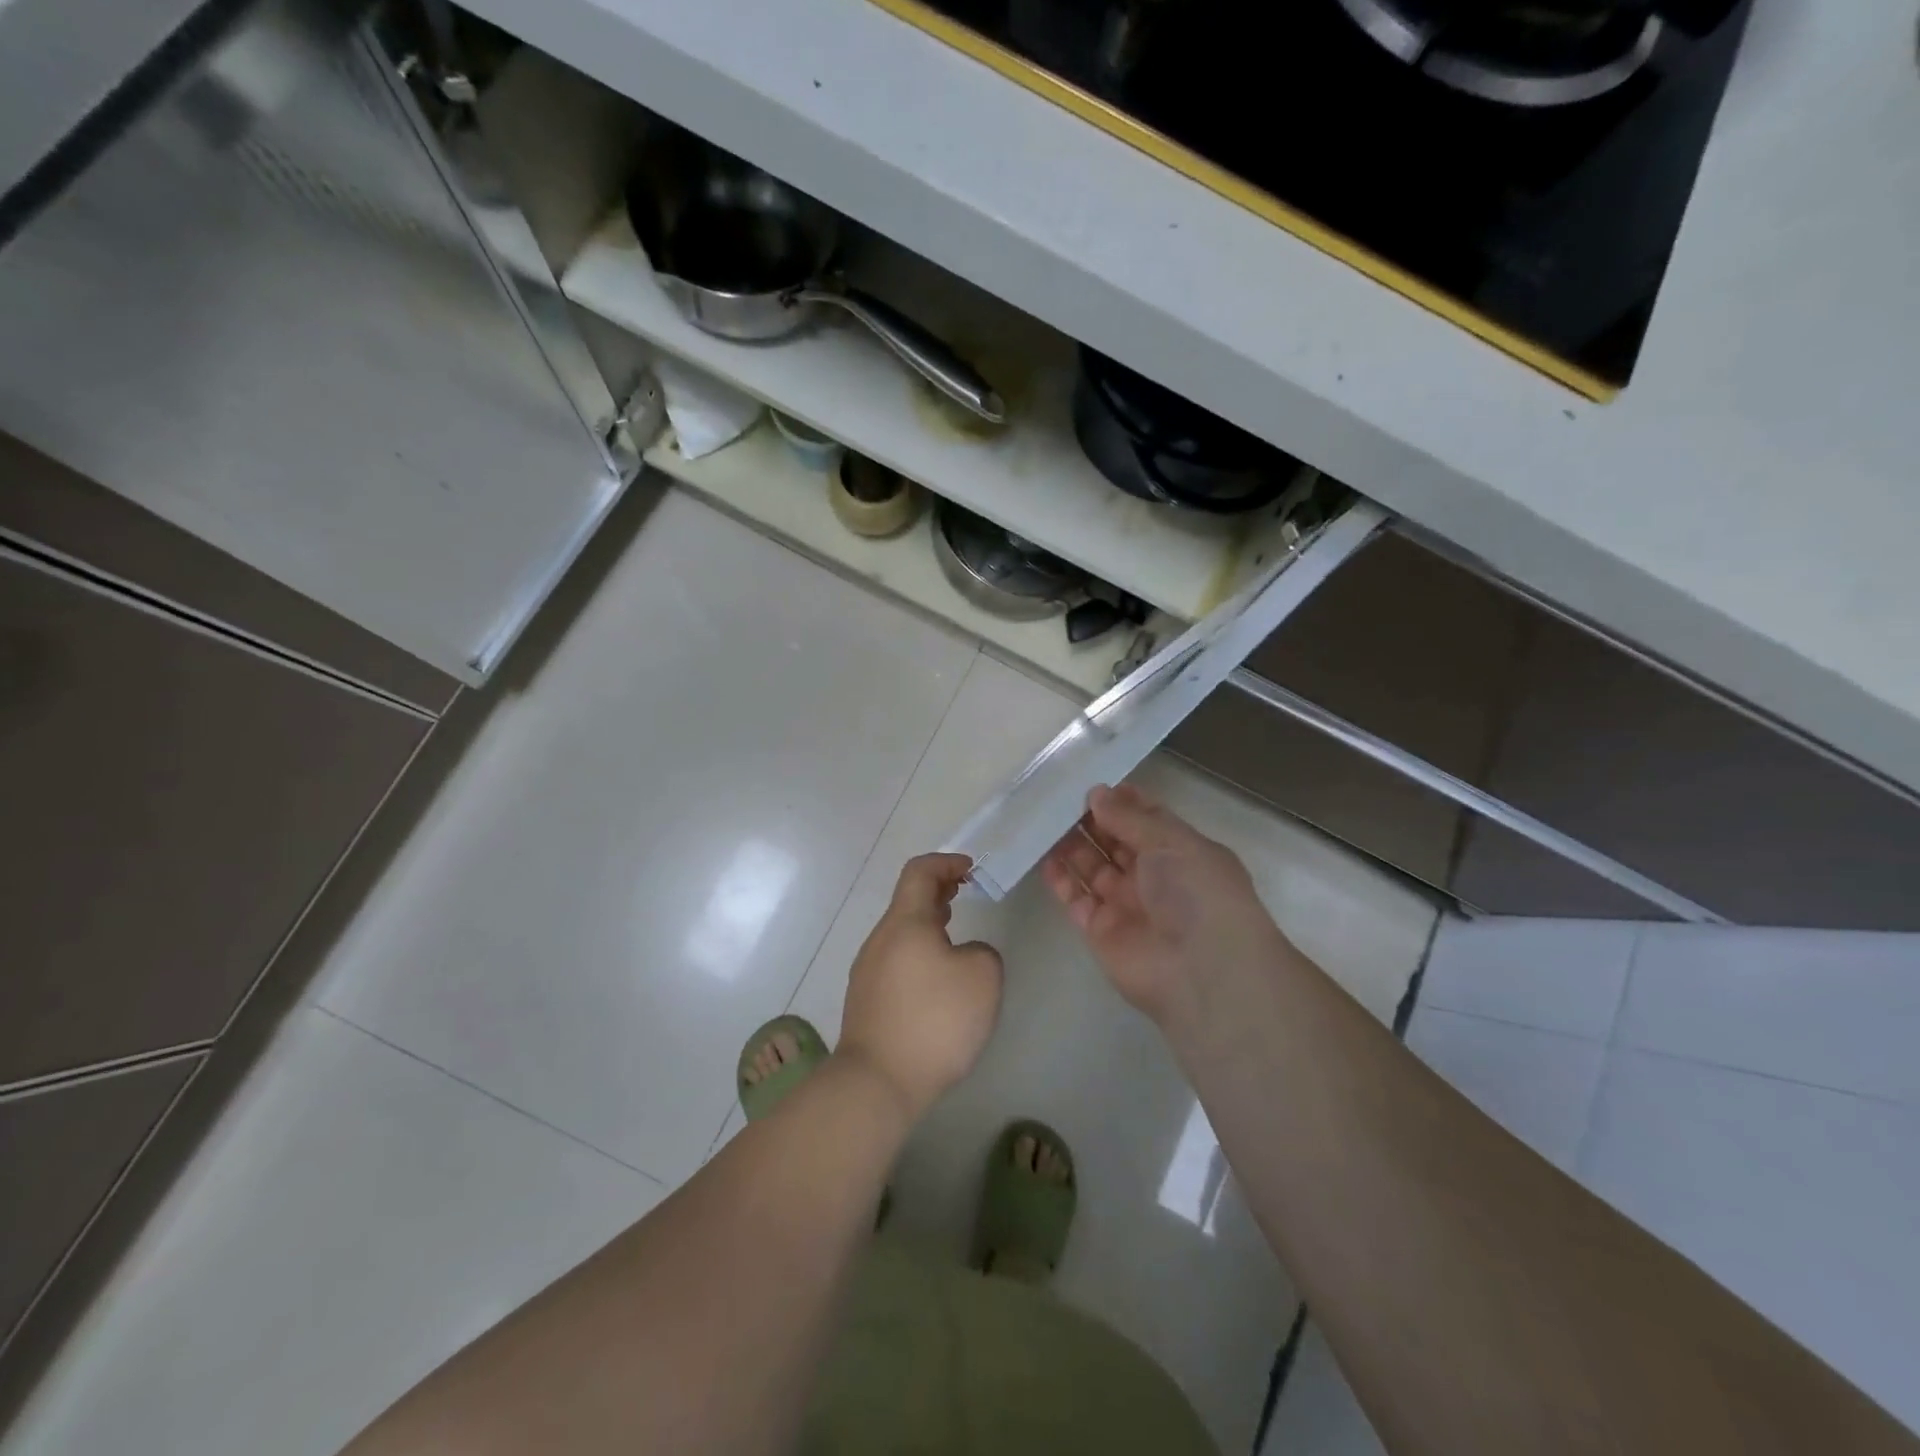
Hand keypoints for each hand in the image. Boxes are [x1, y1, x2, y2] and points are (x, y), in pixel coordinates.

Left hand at [837, 852, 1003, 1121]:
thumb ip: (982, 951)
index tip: (970, 870)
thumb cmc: (934, 1020)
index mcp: (905, 923)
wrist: (878, 1081)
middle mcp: (880, 939)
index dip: (947, 862)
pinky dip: (918, 951)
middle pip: (907, 900)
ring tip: (954, 931)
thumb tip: (964, 954)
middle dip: (938, 891)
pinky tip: (937, 978)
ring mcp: (868, 970)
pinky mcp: (866, 1000)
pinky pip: (895, 960)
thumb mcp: (983, 977)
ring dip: (928, 922)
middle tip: (965, 892)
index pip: (919, 872)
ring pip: (901, 932)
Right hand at [1042, 783, 1290, 1025]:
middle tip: (1058, 799)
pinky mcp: (1100, 931)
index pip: (1147, 820)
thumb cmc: (1196, 892)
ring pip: (1092, 868)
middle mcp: (1153, 877)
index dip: (1121, 802)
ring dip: (1071, 846)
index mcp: (1179, 852)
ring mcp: (1125, 904)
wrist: (1200, 970)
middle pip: (1115, 842)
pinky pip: (1076, 900)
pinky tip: (1043, 857)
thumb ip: (1130, 817)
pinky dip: (1060, 880)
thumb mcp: (1171, 841)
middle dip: (1091, 821)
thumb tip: (1097, 793)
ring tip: (1043, 821)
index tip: (1091, 785)